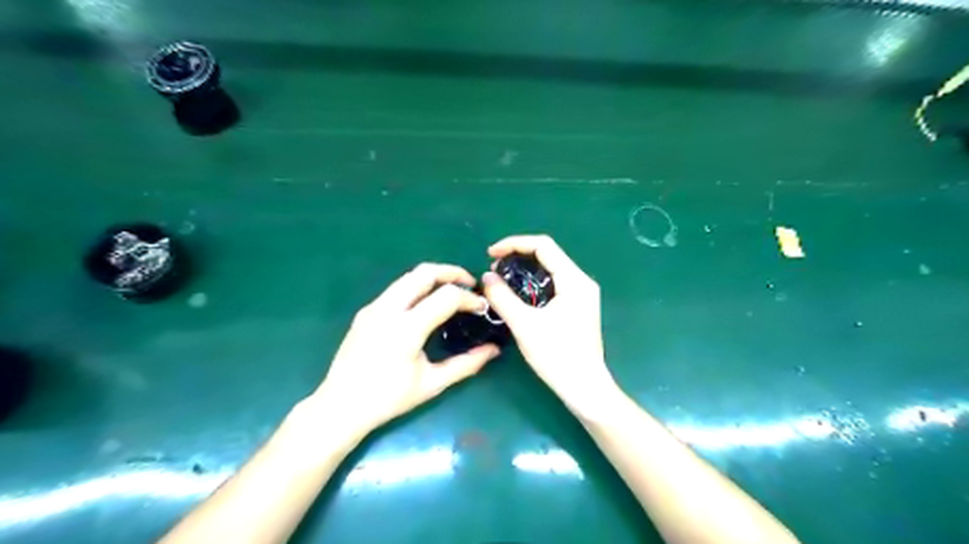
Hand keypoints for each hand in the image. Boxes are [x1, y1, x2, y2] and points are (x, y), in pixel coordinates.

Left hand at [310, 264, 503, 436]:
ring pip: (408, 277)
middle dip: (451, 272)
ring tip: (450, 290)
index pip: (447, 297)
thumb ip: (467, 364)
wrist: (340, 406)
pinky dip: (416, 288)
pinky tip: (425, 305)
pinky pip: (396, 289)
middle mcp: (388, 310)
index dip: (469, 298)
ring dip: (433, 277)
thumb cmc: (389, 399)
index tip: (482, 308)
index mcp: (407, 329)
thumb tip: (494, 350)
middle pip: (424, 272)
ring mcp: (373, 308)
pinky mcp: (365, 312)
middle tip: (469, 283)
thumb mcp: (432, 383)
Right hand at [480, 234, 615, 415]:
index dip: (514, 244)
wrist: (584, 387)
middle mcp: (581, 281)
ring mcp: (581, 294)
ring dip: (524, 271)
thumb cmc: (557, 356)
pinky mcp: (577, 306)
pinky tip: (517, 295)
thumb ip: (503, 297)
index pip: (543, 246)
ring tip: (501, 281)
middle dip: (518, 257)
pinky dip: (532, 284)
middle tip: (494, 269)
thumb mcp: (525, 325)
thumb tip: (486, 277)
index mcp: (574, 280)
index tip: (491, 254)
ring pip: (549, 270)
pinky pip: (552, 285)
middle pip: (547, 255)